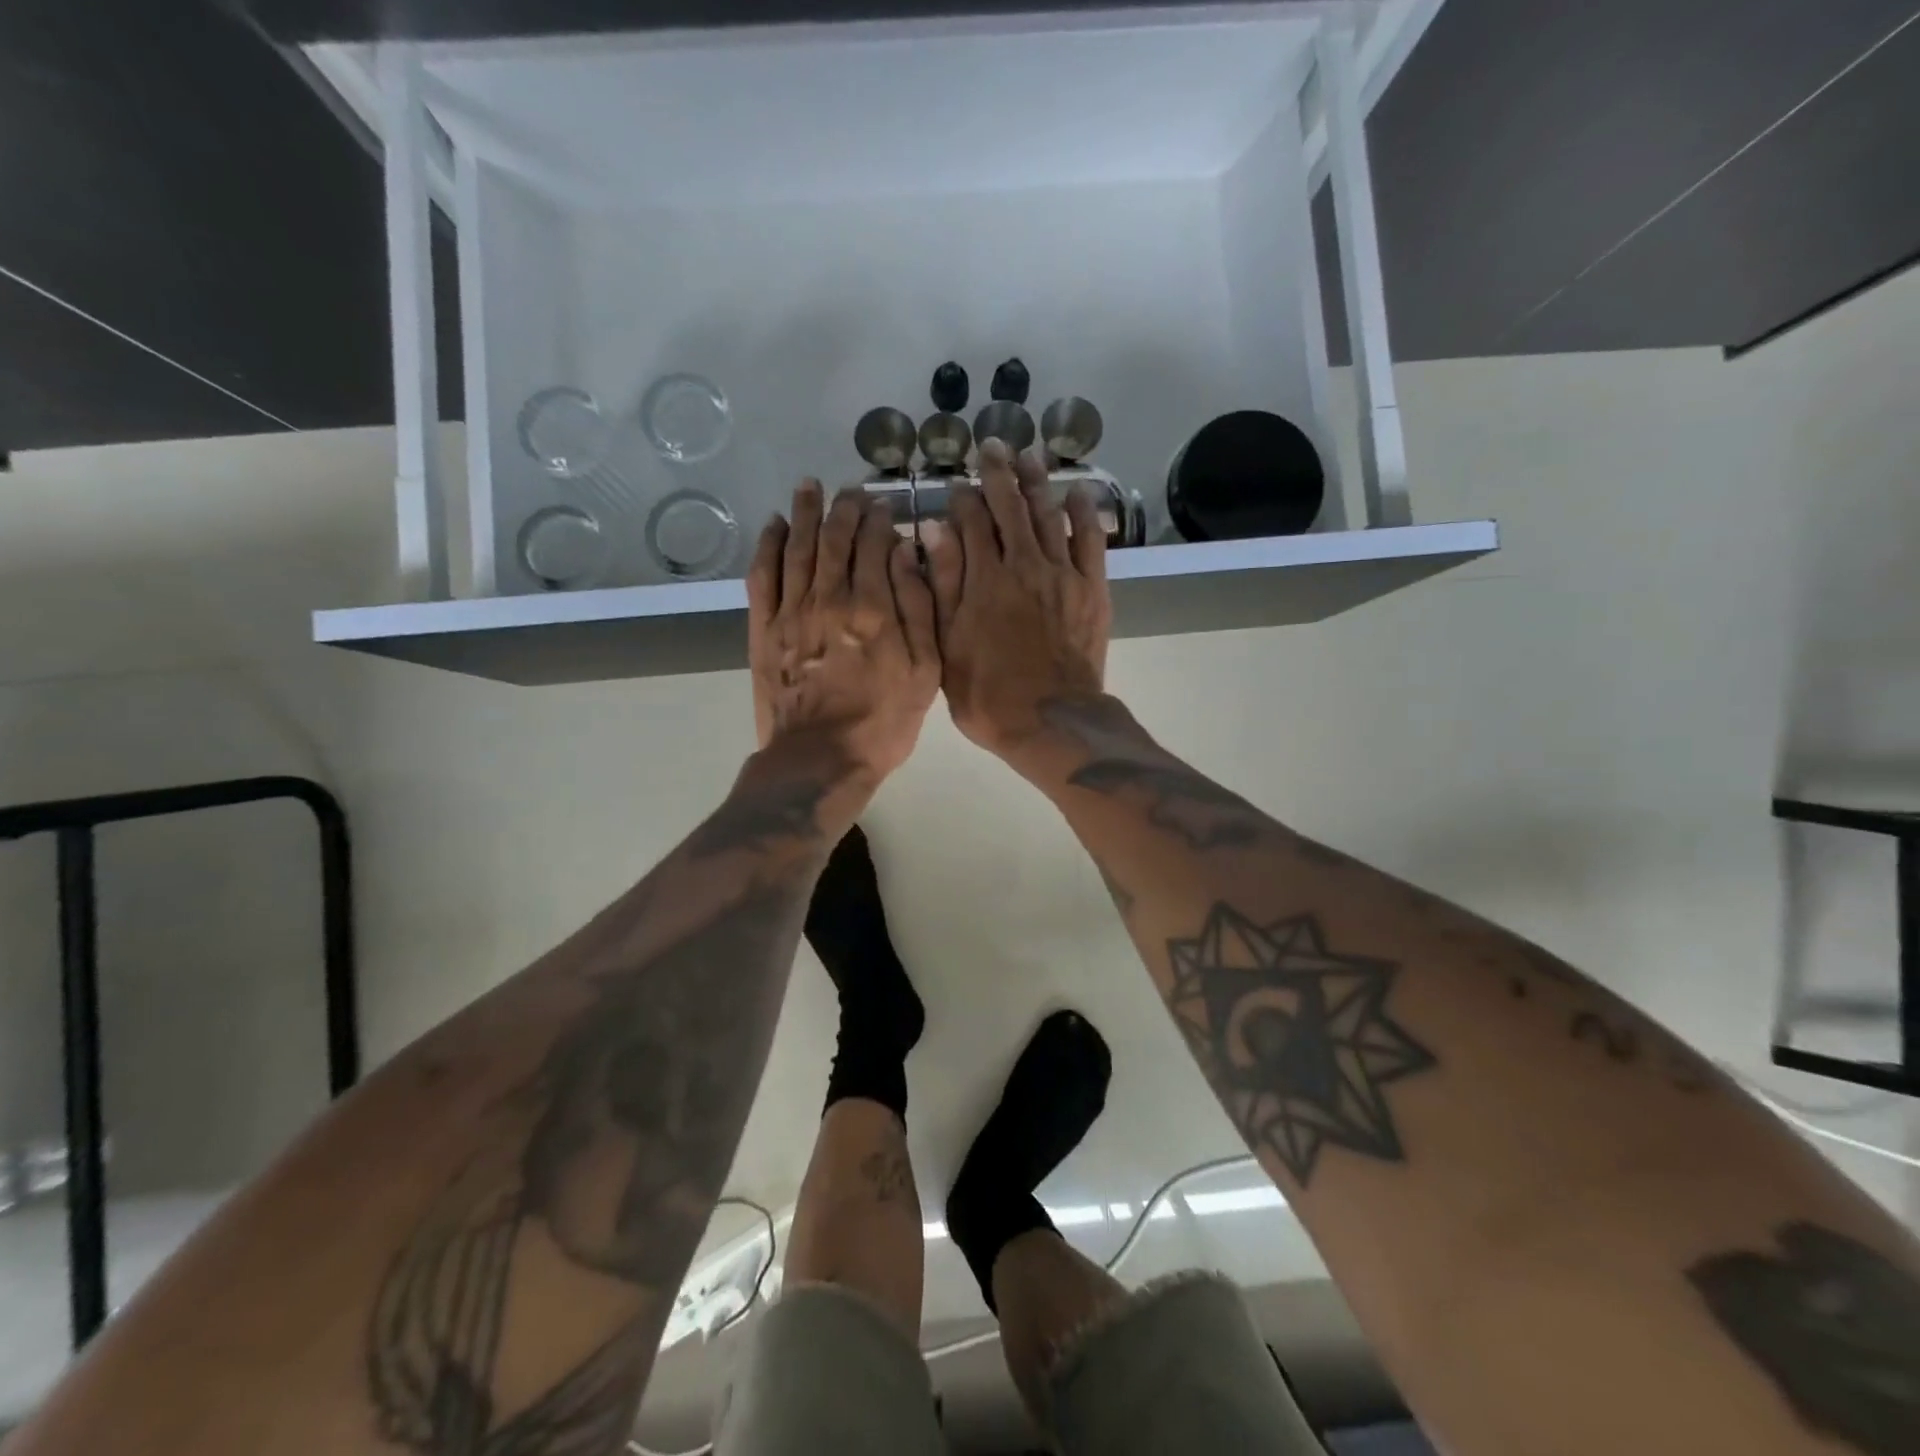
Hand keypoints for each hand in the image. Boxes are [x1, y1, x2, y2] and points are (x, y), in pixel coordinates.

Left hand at [747, 482, 940, 789]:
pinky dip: (767, 545)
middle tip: (849, 490)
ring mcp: (790, 611)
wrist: (820, 760)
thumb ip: (918, 608)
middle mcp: (829, 597)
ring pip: (797, 547)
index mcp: (873, 607)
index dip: (879, 519)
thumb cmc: (882, 722)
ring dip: (804, 513)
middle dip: (843, 507)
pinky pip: (762, 575)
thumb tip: (904, 553)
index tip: (883, 506)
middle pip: (834, 538)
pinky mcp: (763, 629)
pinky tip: (773, 526)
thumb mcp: (925, 672)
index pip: (874, 544)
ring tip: (810, 486)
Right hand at [927, 440, 1110, 757]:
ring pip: (1048, 515)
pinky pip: (1090, 541)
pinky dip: (1084, 514)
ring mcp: (1061, 574)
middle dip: (999, 474)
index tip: (958, 486)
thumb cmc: (987, 694)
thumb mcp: (946, 646)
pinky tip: (1077, 493)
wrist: (1050, 720)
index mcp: (982, 580)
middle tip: (993, 446)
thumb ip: (940, 586)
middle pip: (1009, 508)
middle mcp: (1022, 565)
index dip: (962, 499)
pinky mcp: (1091, 589)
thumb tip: (932, 530)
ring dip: (1037, 483)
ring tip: (1030, 456)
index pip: (970, 522)